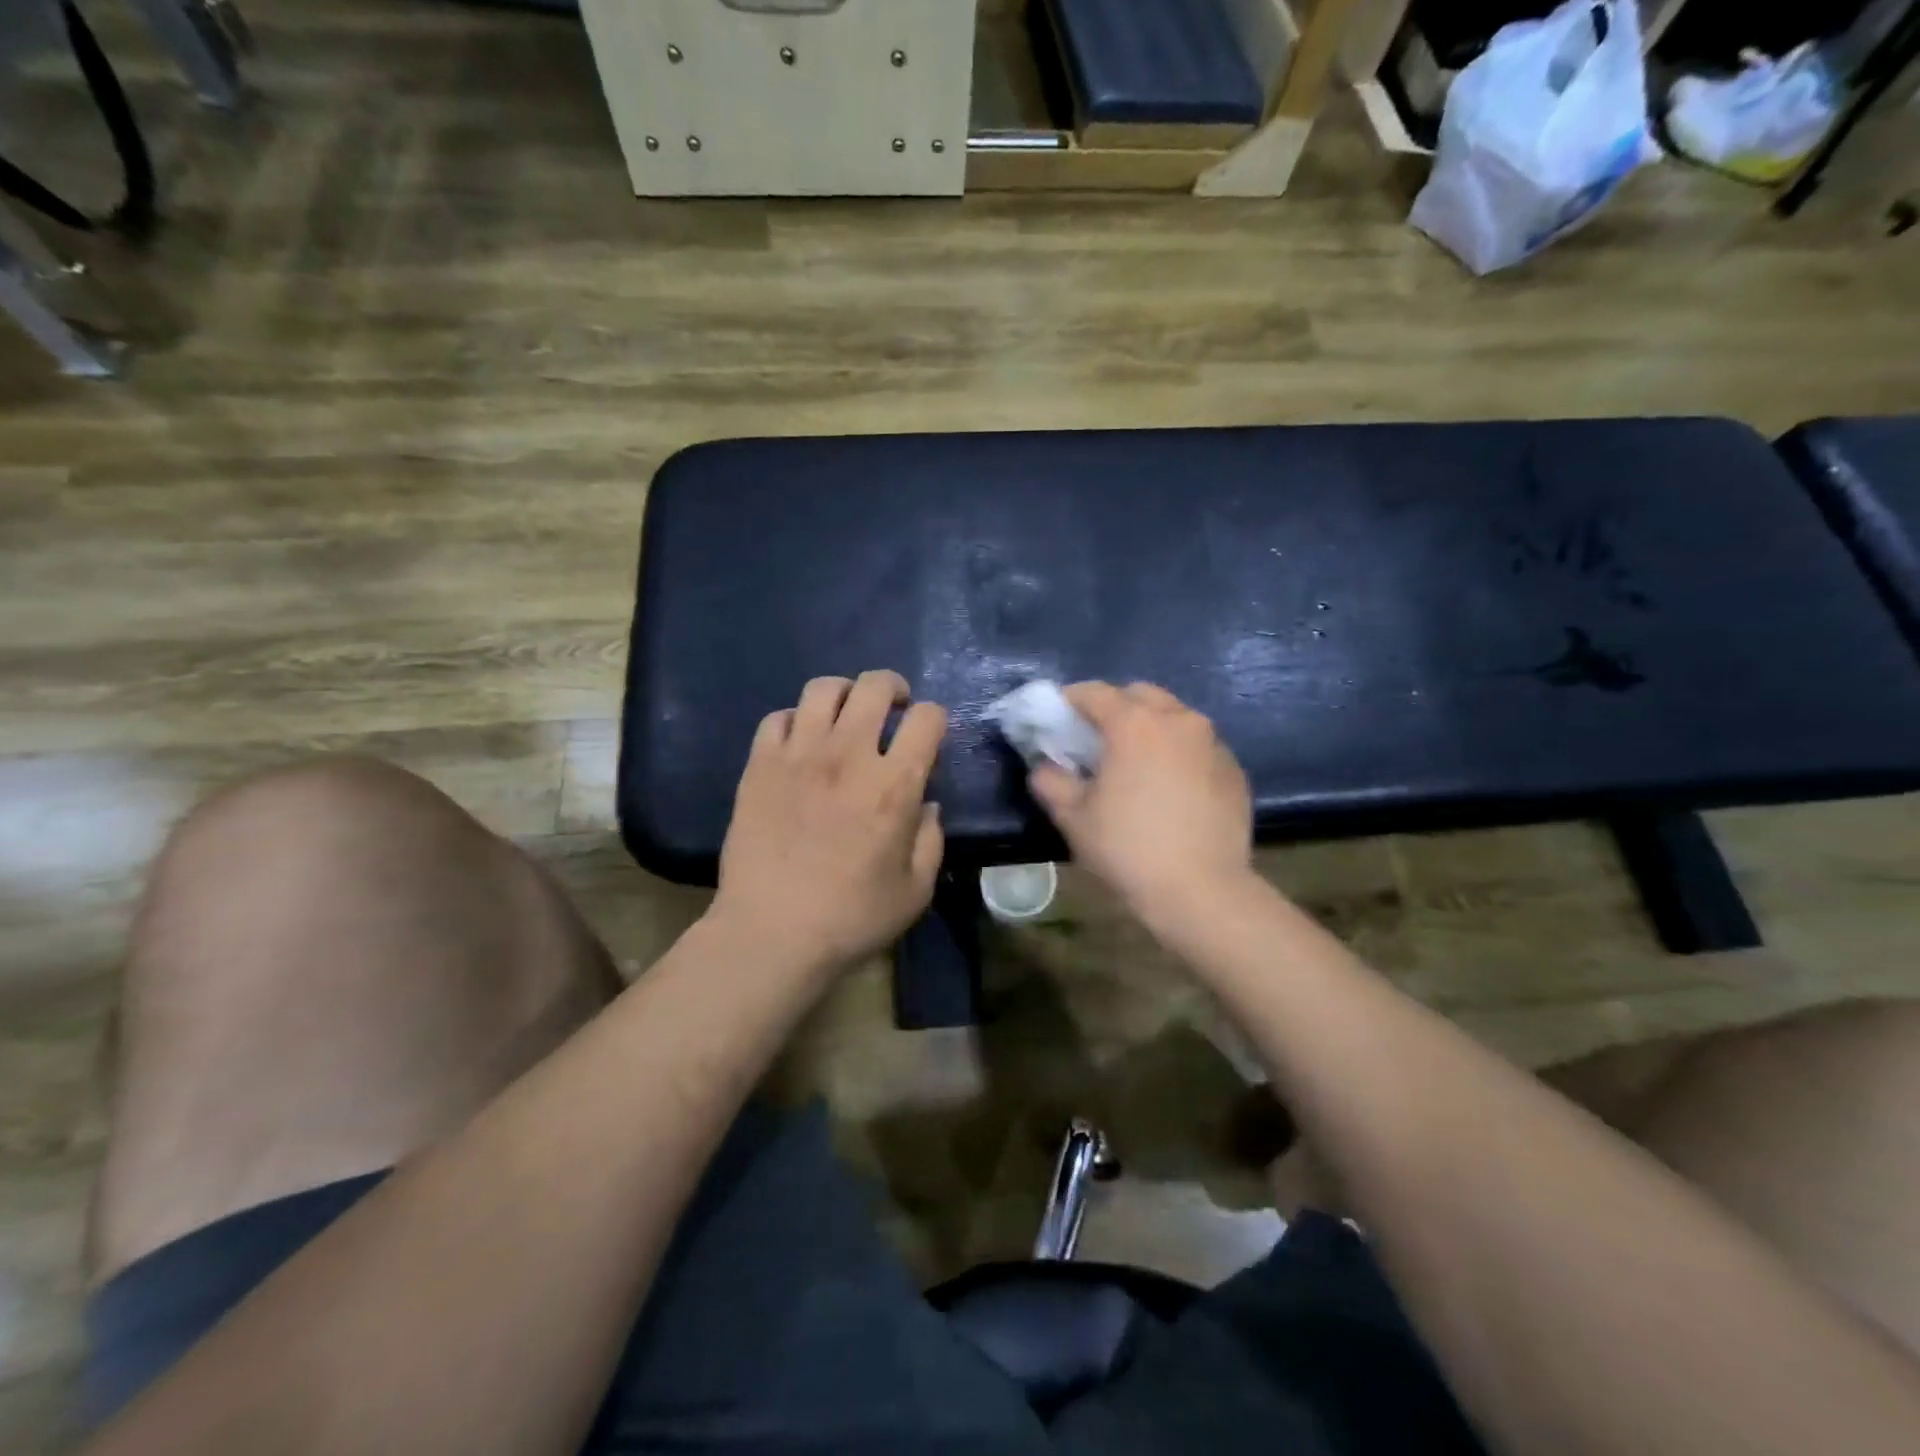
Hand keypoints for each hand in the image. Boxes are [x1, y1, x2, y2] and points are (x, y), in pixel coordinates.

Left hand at [713, 670, 946, 976]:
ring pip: (824, 689)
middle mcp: (849, 755)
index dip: (934, 719)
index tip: (928, 736)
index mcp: (895, 785)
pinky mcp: (760, 764)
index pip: (927, 718)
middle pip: (875, 686)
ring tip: (846, 716)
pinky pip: (779, 717)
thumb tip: (926, 805)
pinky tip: (801, 743)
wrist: (771, 932)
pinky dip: (797, 721)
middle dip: (893, 689)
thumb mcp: (916, 890)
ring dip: (845, 694)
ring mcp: (799, 754)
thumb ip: (931, 840)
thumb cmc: (851, 917)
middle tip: (893, 709)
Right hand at [1029, 682, 1252, 924]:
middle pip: (1140, 695)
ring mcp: (1212, 743)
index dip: (1070, 700)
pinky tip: (1170, 787)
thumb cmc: (1128, 848)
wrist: (1202, 891)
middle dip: (1115, 707)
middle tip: (1097, 739)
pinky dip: (1179, 753)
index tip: (1057, 718)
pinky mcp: (1234, 769)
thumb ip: (1051, 781)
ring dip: (1151, 728)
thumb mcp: (1073, 817)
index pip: (1094, 693)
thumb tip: (1045, 767)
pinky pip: (1198, 746)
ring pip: (1175, 717)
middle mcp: (1177, 720)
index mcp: (1134, 723)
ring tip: (1136, 763)